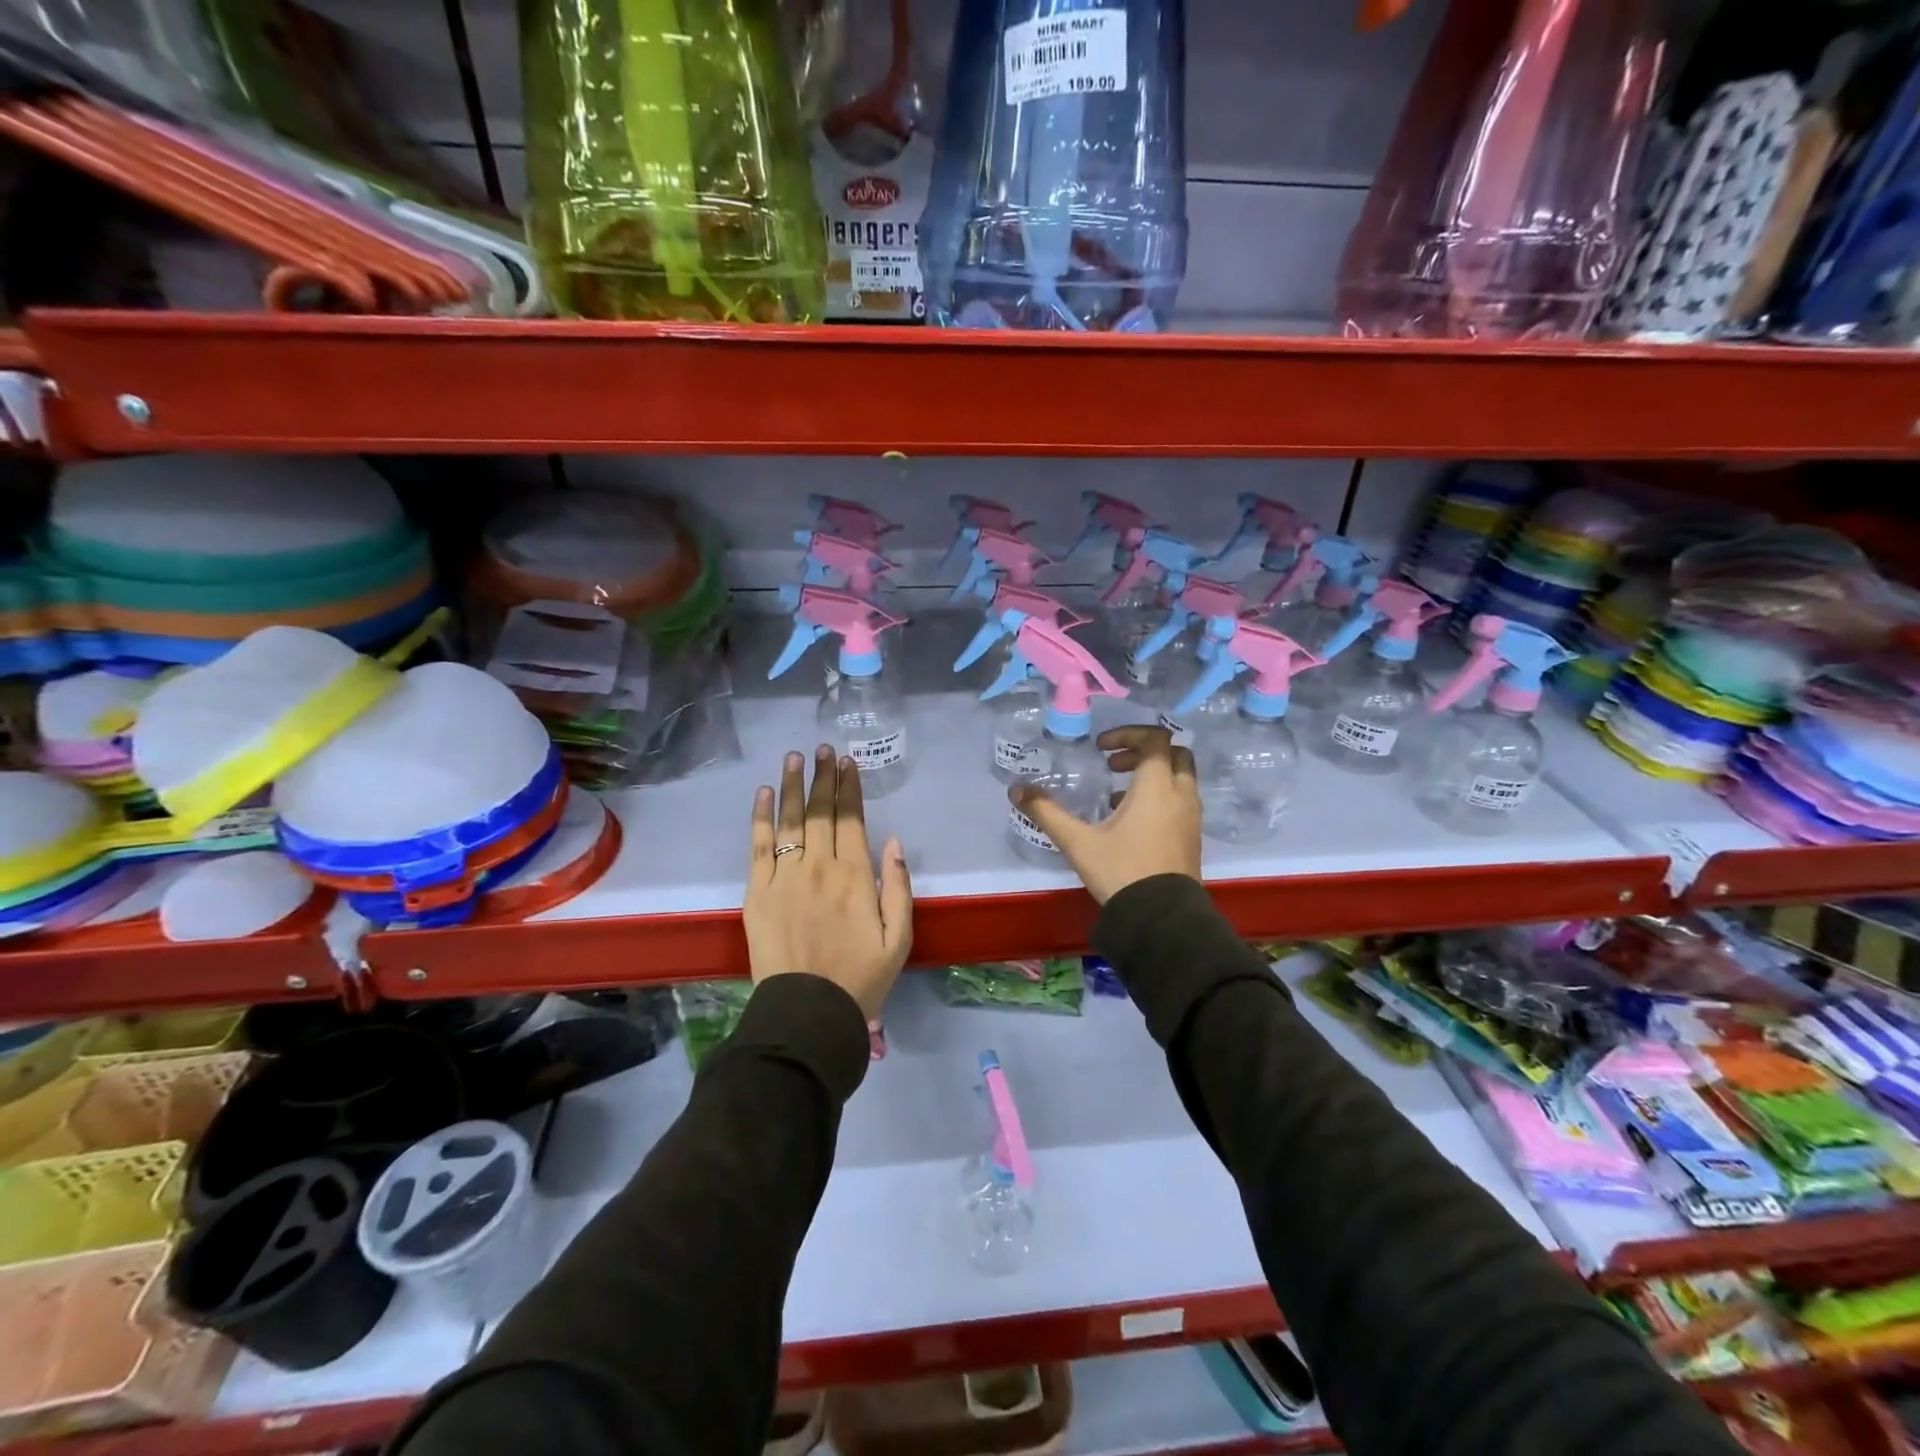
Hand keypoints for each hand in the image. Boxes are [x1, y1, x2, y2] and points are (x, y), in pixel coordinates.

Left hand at [746, 745, 912, 1017]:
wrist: (808, 1012)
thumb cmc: (860, 978)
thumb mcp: (899, 938)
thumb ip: (898, 887)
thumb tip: (893, 841)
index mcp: (856, 876)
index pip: (852, 819)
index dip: (849, 788)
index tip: (848, 763)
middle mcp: (820, 866)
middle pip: (821, 812)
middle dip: (823, 777)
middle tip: (823, 749)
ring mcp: (785, 876)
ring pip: (791, 820)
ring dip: (794, 785)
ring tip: (795, 757)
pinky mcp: (757, 891)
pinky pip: (758, 845)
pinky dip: (761, 816)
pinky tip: (765, 793)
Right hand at [1010, 725, 1200, 903]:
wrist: (1161, 918)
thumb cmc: (1121, 871)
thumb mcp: (1078, 841)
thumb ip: (1047, 812)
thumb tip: (1016, 790)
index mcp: (1157, 786)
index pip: (1155, 739)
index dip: (1128, 734)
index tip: (1102, 749)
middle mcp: (1181, 794)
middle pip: (1174, 753)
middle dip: (1144, 751)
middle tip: (1114, 764)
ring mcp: (1191, 816)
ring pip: (1180, 778)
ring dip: (1152, 775)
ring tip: (1116, 793)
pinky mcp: (1192, 837)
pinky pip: (1180, 801)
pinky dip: (1160, 796)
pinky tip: (1130, 820)